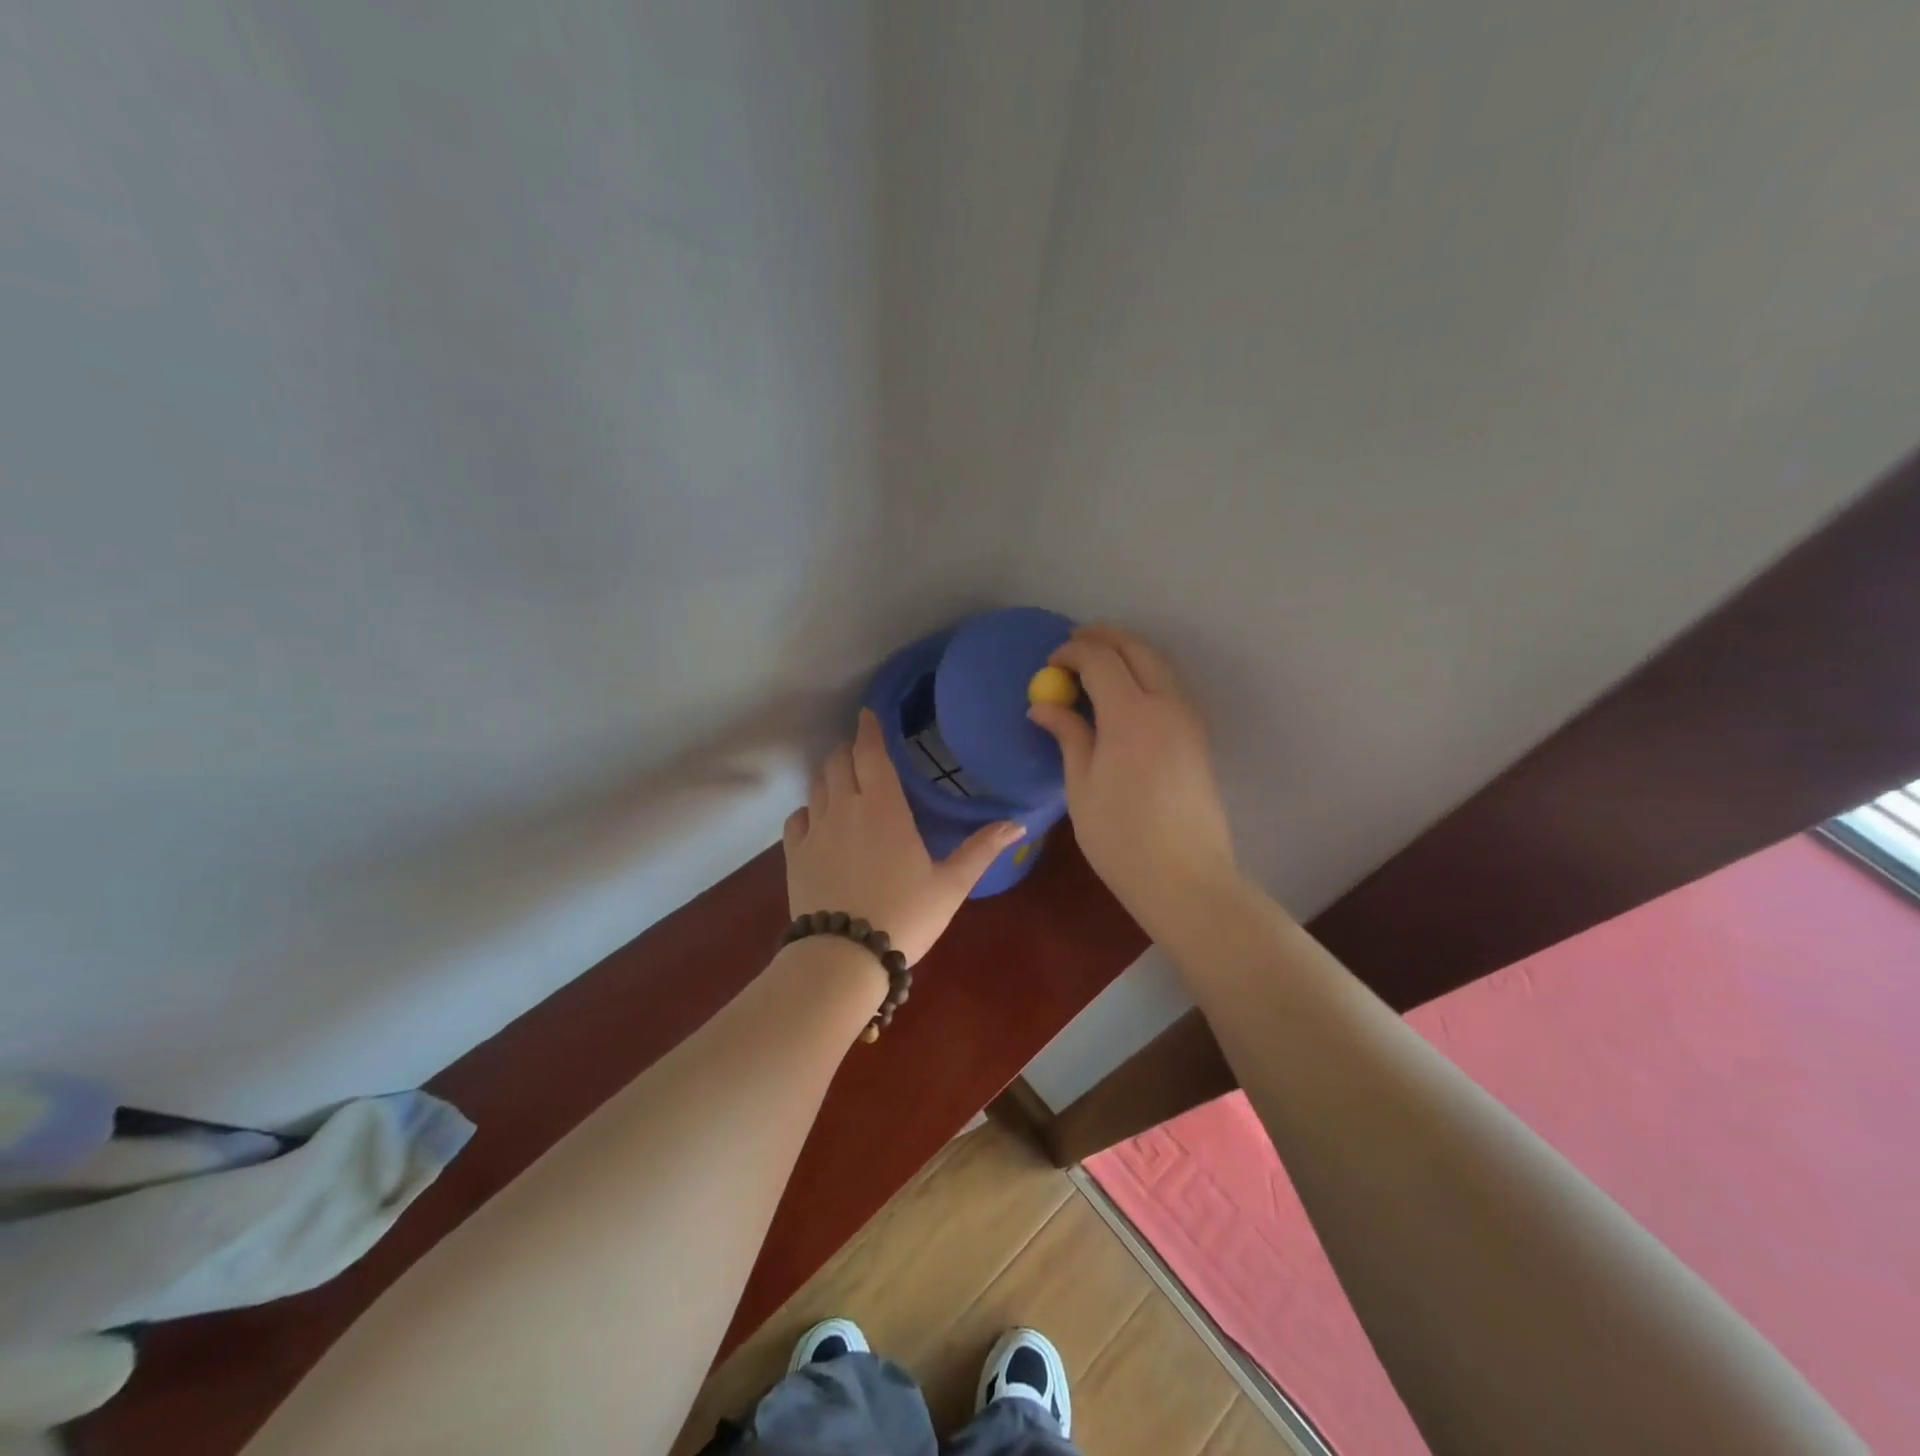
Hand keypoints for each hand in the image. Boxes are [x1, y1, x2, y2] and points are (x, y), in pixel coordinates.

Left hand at [783, 708, 1024, 965]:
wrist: (843, 958)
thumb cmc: (904, 916)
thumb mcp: (950, 885)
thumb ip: (981, 849)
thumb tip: (1019, 823)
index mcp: (883, 807)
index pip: (870, 752)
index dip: (869, 729)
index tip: (868, 714)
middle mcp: (845, 808)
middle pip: (838, 762)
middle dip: (850, 750)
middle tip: (864, 752)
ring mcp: (815, 830)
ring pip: (817, 785)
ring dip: (831, 775)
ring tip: (844, 780)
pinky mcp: (794, 854)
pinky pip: (797, 817)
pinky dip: (809, 809)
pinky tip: (819, 819)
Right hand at [1027, 625, 1237, 927]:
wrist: (1185, 878)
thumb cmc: (1120, 836)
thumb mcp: (1081, 785)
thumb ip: (1068, 735)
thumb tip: (1043, 706)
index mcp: (1131, 714)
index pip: (1101, 659)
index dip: (1072, 653)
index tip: (1049, 663)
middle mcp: (1166, 705)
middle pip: (1137, 649)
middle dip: (1104, 638)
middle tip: (1074, 643)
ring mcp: (1188, 720)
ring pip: (1160, 664)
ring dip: (1128, 653)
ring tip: (1097, 664)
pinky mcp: (1198, 738)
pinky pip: (1170, 687)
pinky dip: (1145, 674)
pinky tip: (1124, 696)